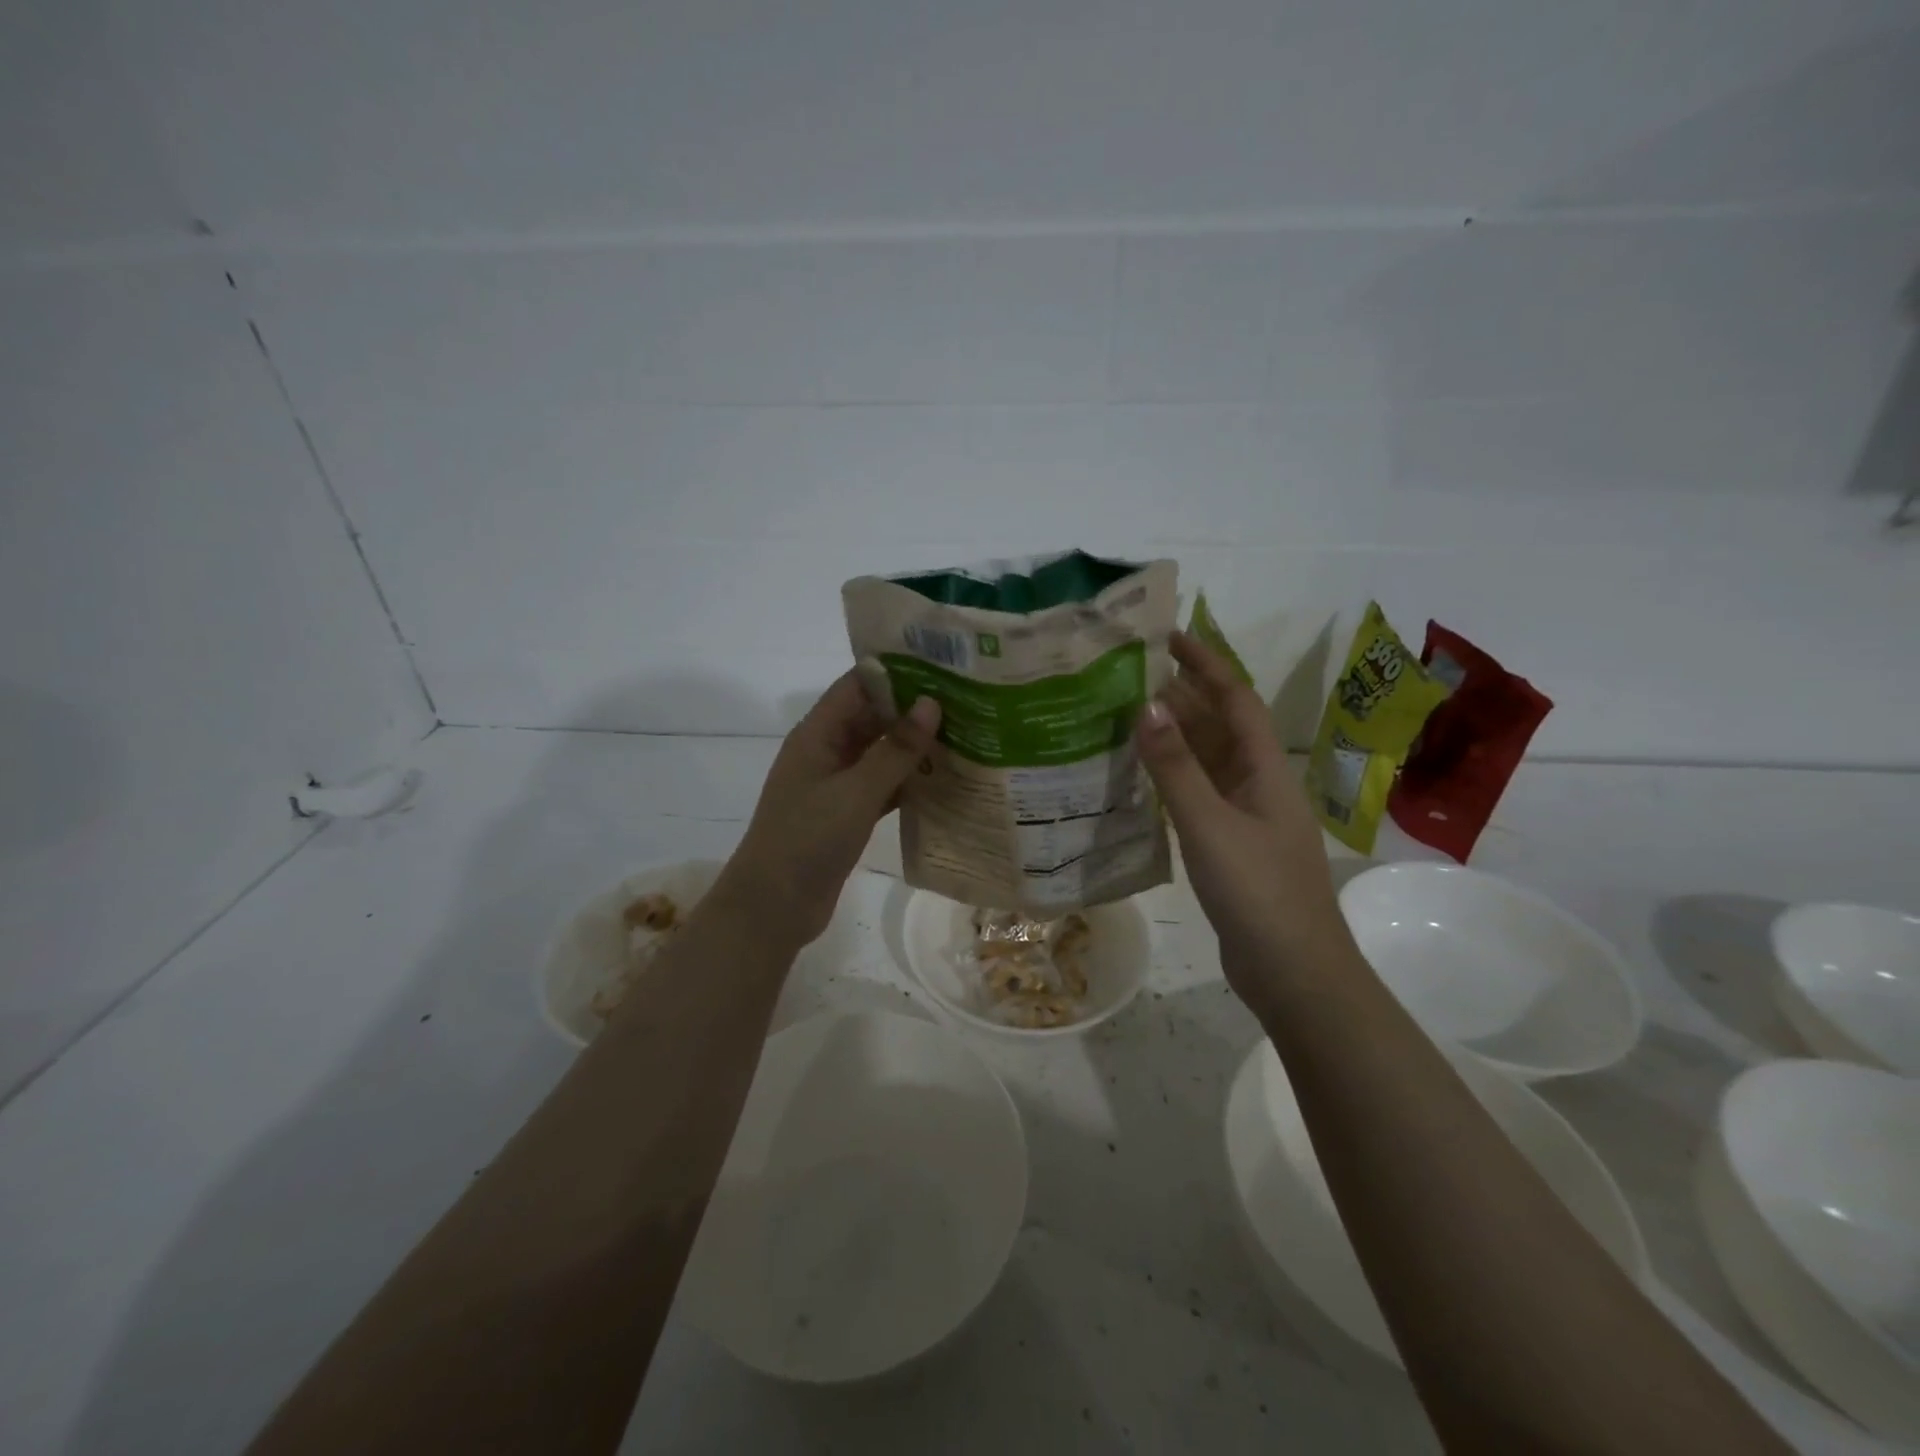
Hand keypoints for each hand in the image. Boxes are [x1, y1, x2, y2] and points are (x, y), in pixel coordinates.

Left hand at [722, 673, 940, 947]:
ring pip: (880, 754)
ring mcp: (836, 785)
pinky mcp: (847, 814)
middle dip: (913, 710)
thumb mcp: (856, 791)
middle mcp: (826, 752)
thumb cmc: (808, 839)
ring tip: (965, 734)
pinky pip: (882, 787)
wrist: (773, 907)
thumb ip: (895, 749)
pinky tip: (946, 781)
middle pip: (872, 717)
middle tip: (966, 701)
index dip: (896, 672)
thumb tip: (932, 703)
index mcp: (817, 734)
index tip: (942, 665)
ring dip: (915, 747)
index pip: (858, 685)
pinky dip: (908, 783)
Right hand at [1137, 631, 1352, 998]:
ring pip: (1207, 762)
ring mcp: (1246, 817)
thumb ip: (1176, 767)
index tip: (1169, 637)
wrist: (1294, 973)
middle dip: (1182, 697)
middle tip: (1128, 677)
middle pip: (1220, 726)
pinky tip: (1140, 780)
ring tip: (1125, 718)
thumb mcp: (1210, 824)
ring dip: (1174, 738)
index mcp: (1265, 769)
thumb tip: (1146, 706)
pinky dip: (1172, 779)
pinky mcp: (1231, 846)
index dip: (1205, 664)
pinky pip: (1199, 796)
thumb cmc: (1258, 892)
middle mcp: (1258, 784)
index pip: (1235, 699)